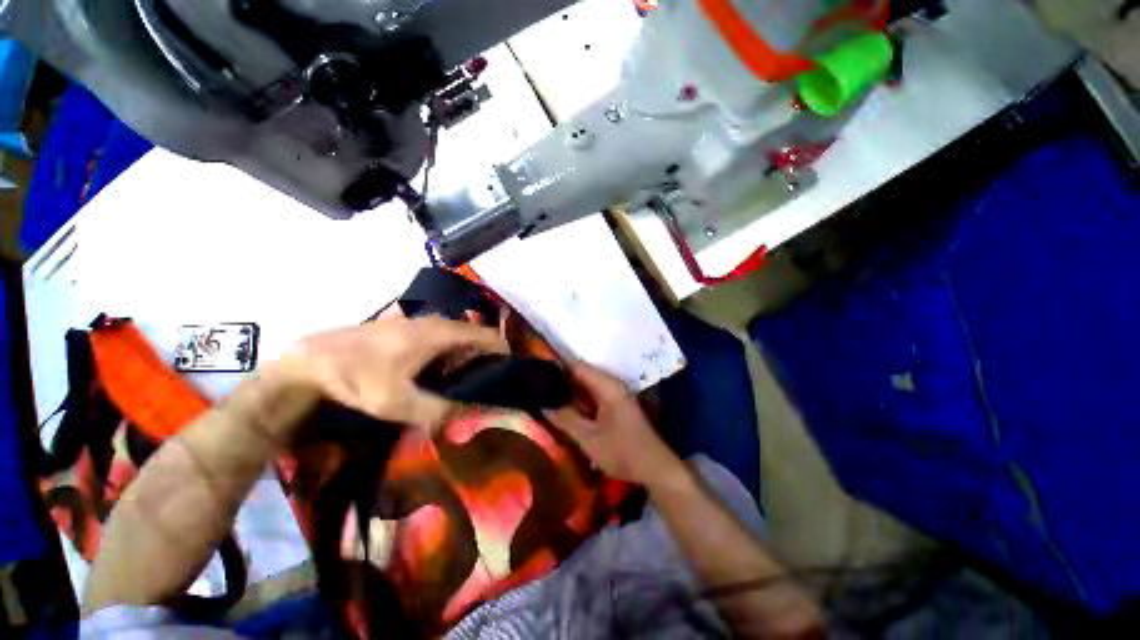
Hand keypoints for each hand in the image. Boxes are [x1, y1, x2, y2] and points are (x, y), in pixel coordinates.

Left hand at [273, 317, 506, 431]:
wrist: (312, 360)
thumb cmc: (357, 377)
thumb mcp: (396, 402)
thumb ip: (438, 411)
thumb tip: (470, 416)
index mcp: (441, 333)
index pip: (488, 335)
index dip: (503, 353)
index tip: (508, 375)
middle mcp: (436, 323)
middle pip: (475, 339)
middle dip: (484, 362)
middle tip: (483, 390)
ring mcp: (421, 324)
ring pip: (458, 341)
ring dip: (465, 363)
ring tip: (461, 389)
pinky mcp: (409, 331)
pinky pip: (442, 342)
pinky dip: (449, 359)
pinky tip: (436, 379)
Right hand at [545, 363, 685, 488]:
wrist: (655, 468)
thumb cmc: (622, 452)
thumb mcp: (588, 438)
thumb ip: (565, 419)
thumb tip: (543, 404)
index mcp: (607, 386)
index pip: (577, 366)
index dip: (557, 364)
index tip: (536, 367)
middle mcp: (612, 384)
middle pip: (582, 374)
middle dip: (560, 378)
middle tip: (537, 385)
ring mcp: (615, 394)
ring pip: (586, 385)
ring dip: (569, 390)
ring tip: (545, 394)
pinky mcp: (616, 405)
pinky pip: (593, 395)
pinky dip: (579, 399)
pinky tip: (565, 407)